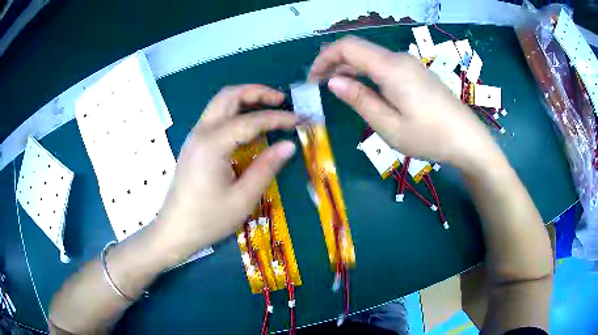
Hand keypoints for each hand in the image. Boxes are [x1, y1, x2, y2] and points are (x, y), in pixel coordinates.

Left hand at [155, 85, 297, 263]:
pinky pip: (216, 117)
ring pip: (220, 103)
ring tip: (269, 107)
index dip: (278, 118)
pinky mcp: (194, 145)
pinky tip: (249, 127)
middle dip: (257, 92)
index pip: (251, 120)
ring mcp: (195, 137)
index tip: (300, 120)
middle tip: (281, 100)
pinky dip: (235, 112)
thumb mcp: (242, 199)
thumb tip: (289, 145)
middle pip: (229, 95)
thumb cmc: (207, 220)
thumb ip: (266, 168)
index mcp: (212, 144)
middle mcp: (201, 132)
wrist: (174, 231)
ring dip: (245, 98)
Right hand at [309, 36, 500, 169]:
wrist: (468, 140)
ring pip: (371, 57)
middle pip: (359, 49)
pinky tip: (364, 88)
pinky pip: (384, 65)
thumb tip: (333, 82)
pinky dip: (367, 72)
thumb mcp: (389, 126)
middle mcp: (399, 59)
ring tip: (336, 88)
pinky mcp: (417, 73)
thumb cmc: (430, 137)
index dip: (325, 58)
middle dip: (334, 62)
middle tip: (319, 85)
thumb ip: (360, 100)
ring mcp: (410, 64)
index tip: (312, 78)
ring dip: (350, 68)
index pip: (347, 47)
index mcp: (390, 68)